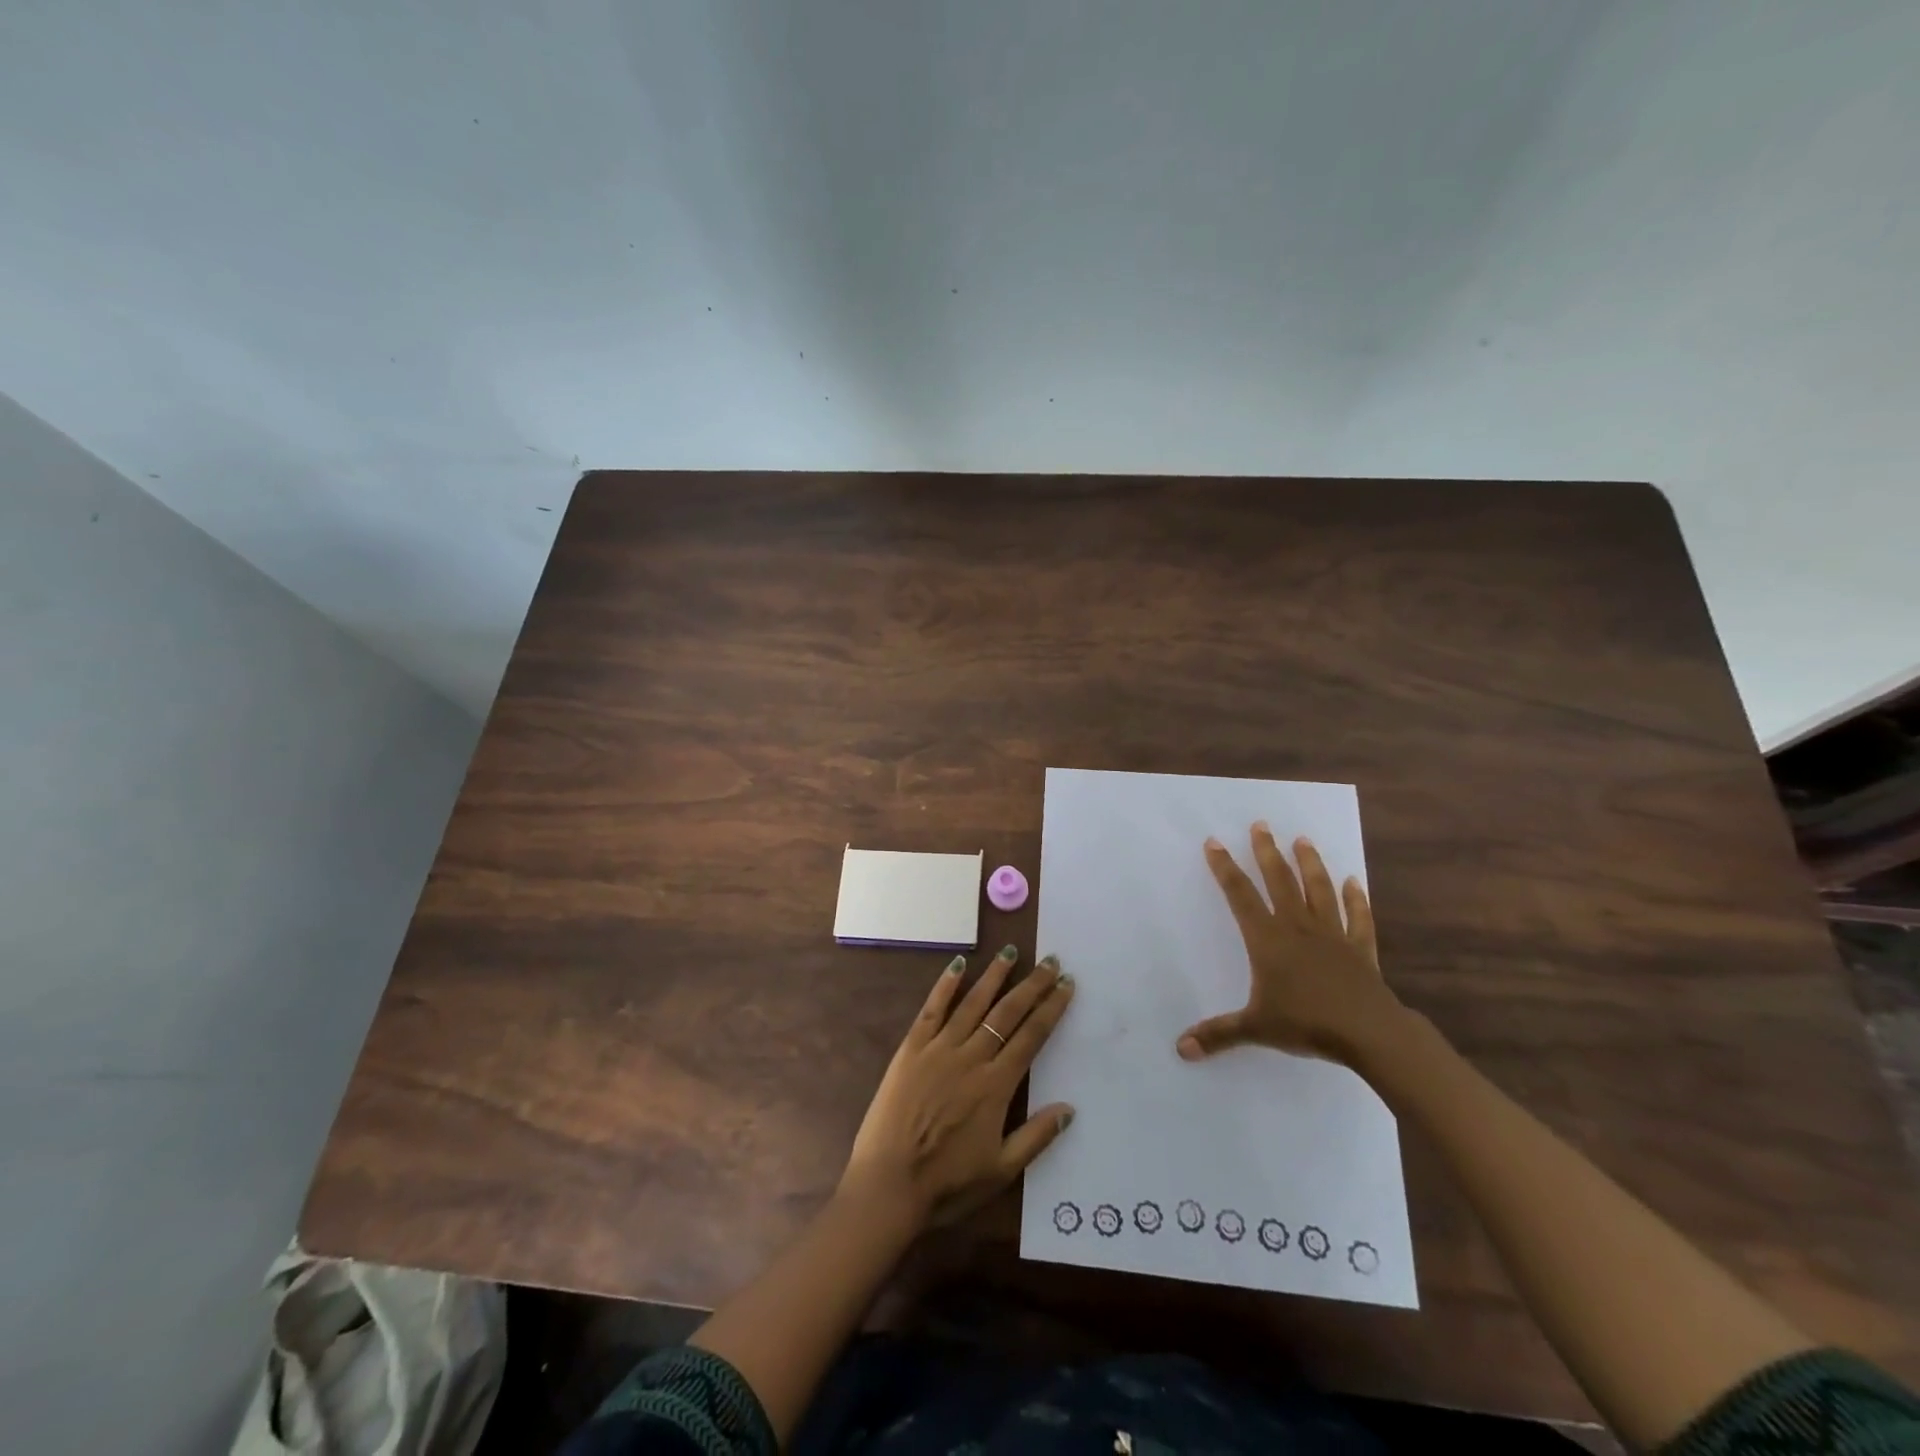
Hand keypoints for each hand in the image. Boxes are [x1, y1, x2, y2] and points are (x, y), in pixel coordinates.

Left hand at [841, 945, 1076, 1228]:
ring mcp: (939, 1049)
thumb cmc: (947, 1183)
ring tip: (1010, 952)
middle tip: (1050, 960)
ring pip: (972, 1003)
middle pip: (1007, 1013)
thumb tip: (1070, 1109)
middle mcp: (971, 1058)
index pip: (1031, 1037)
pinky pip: (931, 1009)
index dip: (1051, 1008)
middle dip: (1032, 985)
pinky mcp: (911, 1049)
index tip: (1066, 984)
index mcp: (996, 1086)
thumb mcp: (1001, 1170)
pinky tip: (957, 964)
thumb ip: (1036, 1137)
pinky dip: (945, 985)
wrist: (888, 1186)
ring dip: (994, 976)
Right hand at [1177, 823, 1402, 1066]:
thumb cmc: (1307, 1024)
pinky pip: (1358, 918)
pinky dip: (1357, 899)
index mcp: (1268, 940)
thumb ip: (1219, 1034)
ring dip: (1310, 864)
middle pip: (1280, 881)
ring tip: (1303, 840)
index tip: (1215, 843)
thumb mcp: (1256, 1028)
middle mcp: (1298, 927)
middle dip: (1267, 852)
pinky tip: (1355, 882)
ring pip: (1319, 890)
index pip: (1240, 896)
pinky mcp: (1360, 949)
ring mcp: (1332, 934)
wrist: (1369, 1033)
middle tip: (1261, 825)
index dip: (1225, 869)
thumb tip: (1180, 1049)